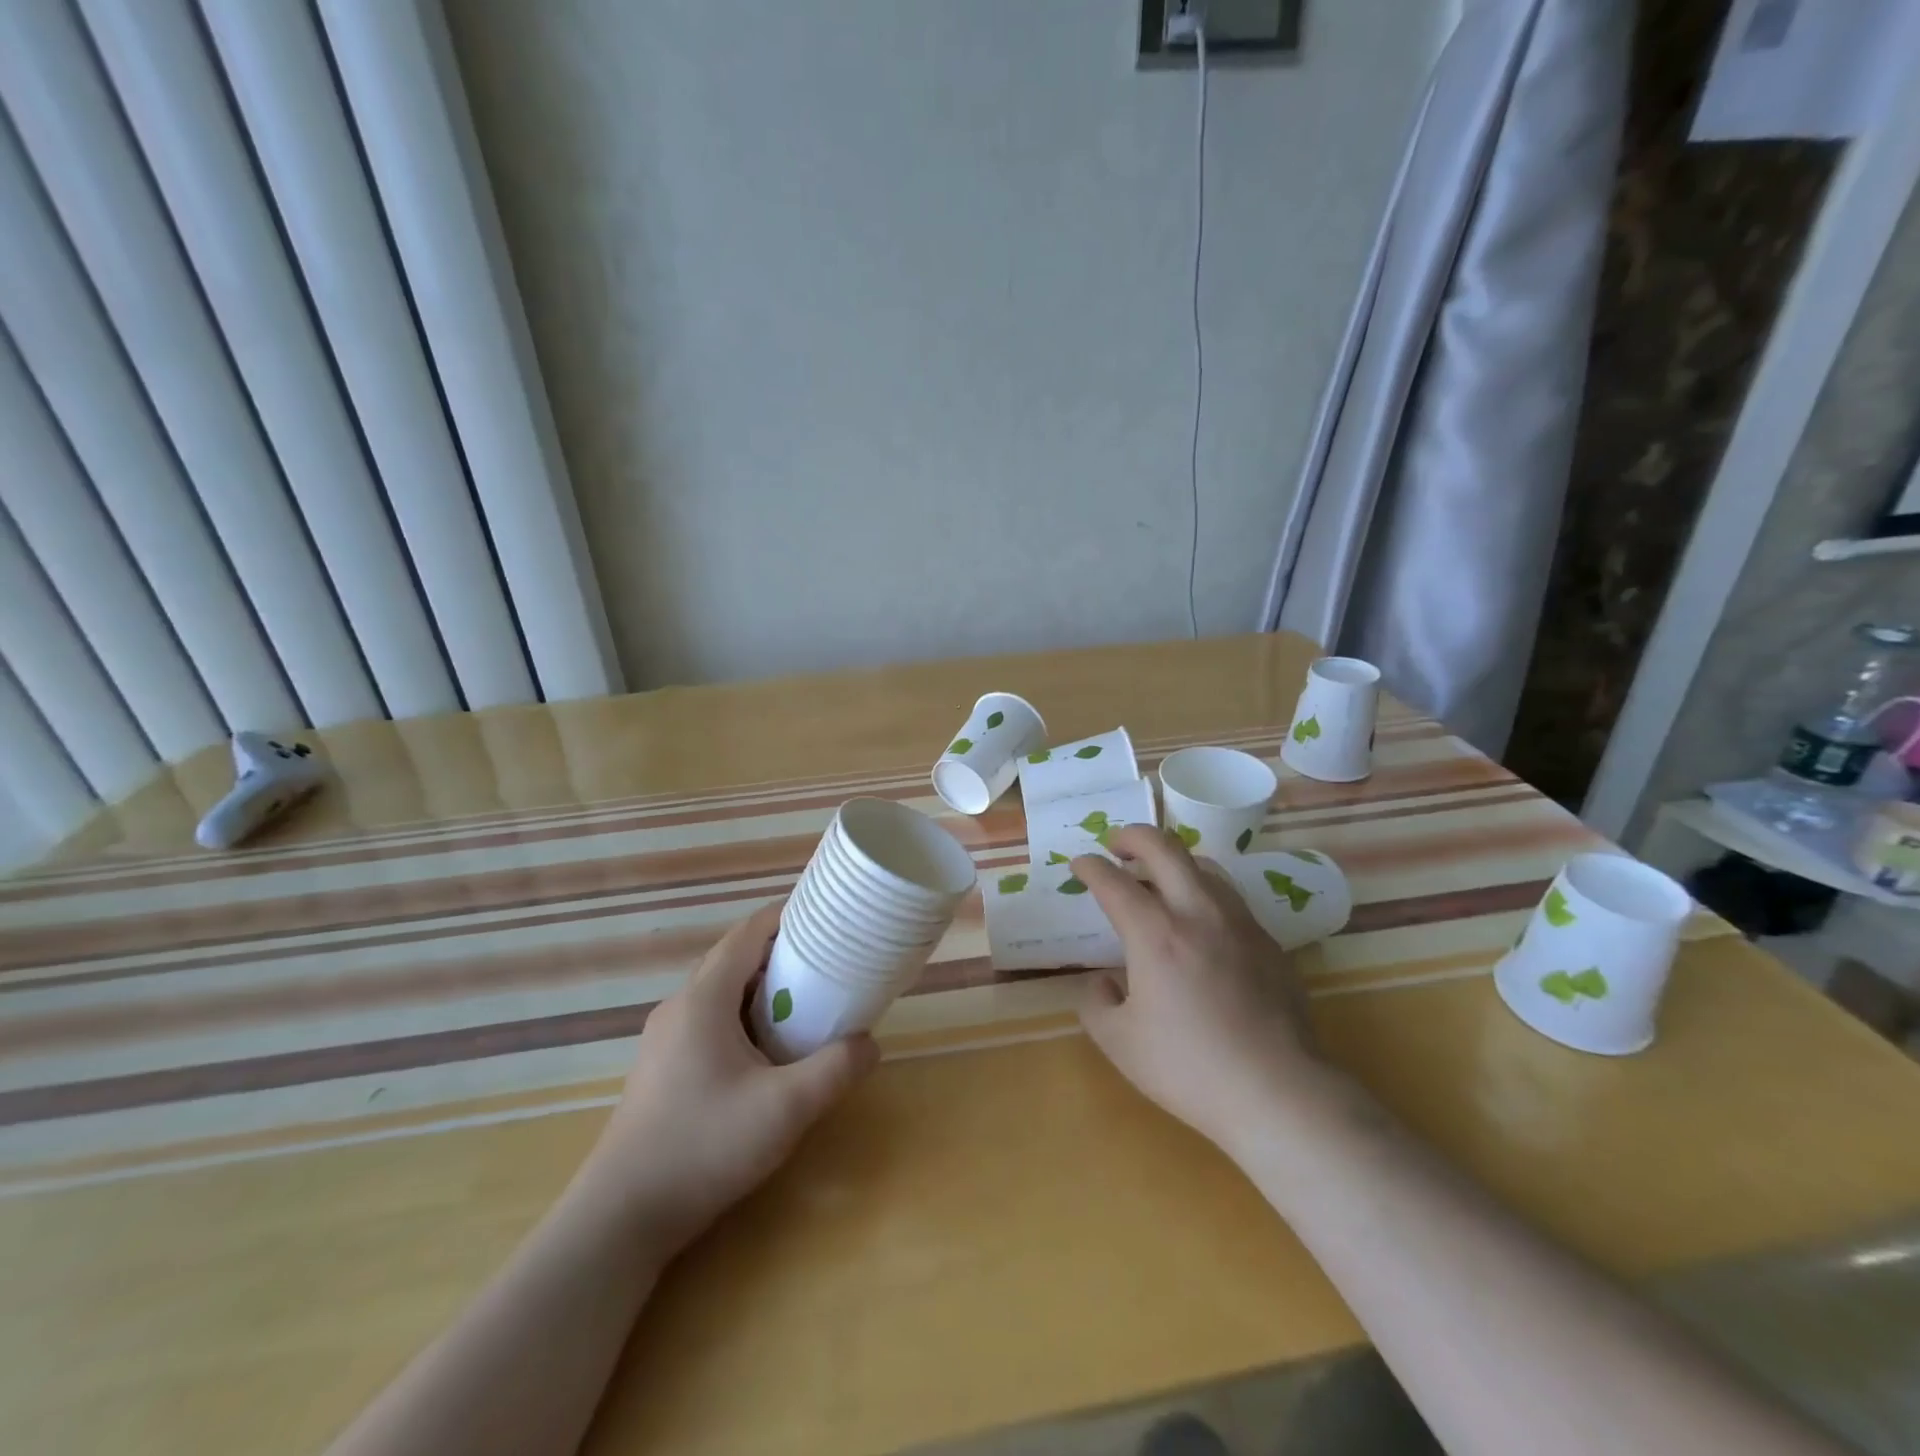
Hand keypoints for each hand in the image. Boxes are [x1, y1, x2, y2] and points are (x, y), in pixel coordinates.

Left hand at [577, 902, 877, 1256]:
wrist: (621, 1218)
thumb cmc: (704, 1147)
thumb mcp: (785, 1109)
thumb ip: (835, 1069)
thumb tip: (870, 1044)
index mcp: (704, 998)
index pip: (748, 933)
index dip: (788, 917)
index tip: (828, 917)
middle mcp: (680, 1006)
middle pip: (735, 957)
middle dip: (781, 951)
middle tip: (828, 960)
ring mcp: (665, 1037)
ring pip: (721, 990)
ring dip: (762, 986)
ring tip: (806, 999)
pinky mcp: (662, 1066)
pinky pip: (710, 1019)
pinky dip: (744, 1014)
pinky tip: (768, 1048)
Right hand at [1073, 827, 1327, 1159]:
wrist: (1277, 1091)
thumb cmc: (1189, 1067)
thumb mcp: (1119, 1042)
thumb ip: (1096, 1002)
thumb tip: (1103, 982)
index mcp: (1154, 933)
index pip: (1113, 881)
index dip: (1090, 867)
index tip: (1079, 865)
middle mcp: (1197, 912)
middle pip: (1164, 847)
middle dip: (1133, 836)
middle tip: (1116, 844)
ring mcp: (1238, 923)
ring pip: (1203, 865)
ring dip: (1173, 860)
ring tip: (1158, 876)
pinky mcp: (1268, 942)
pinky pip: (1230, 897)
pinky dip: (1203, 891)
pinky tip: (1200, 922)